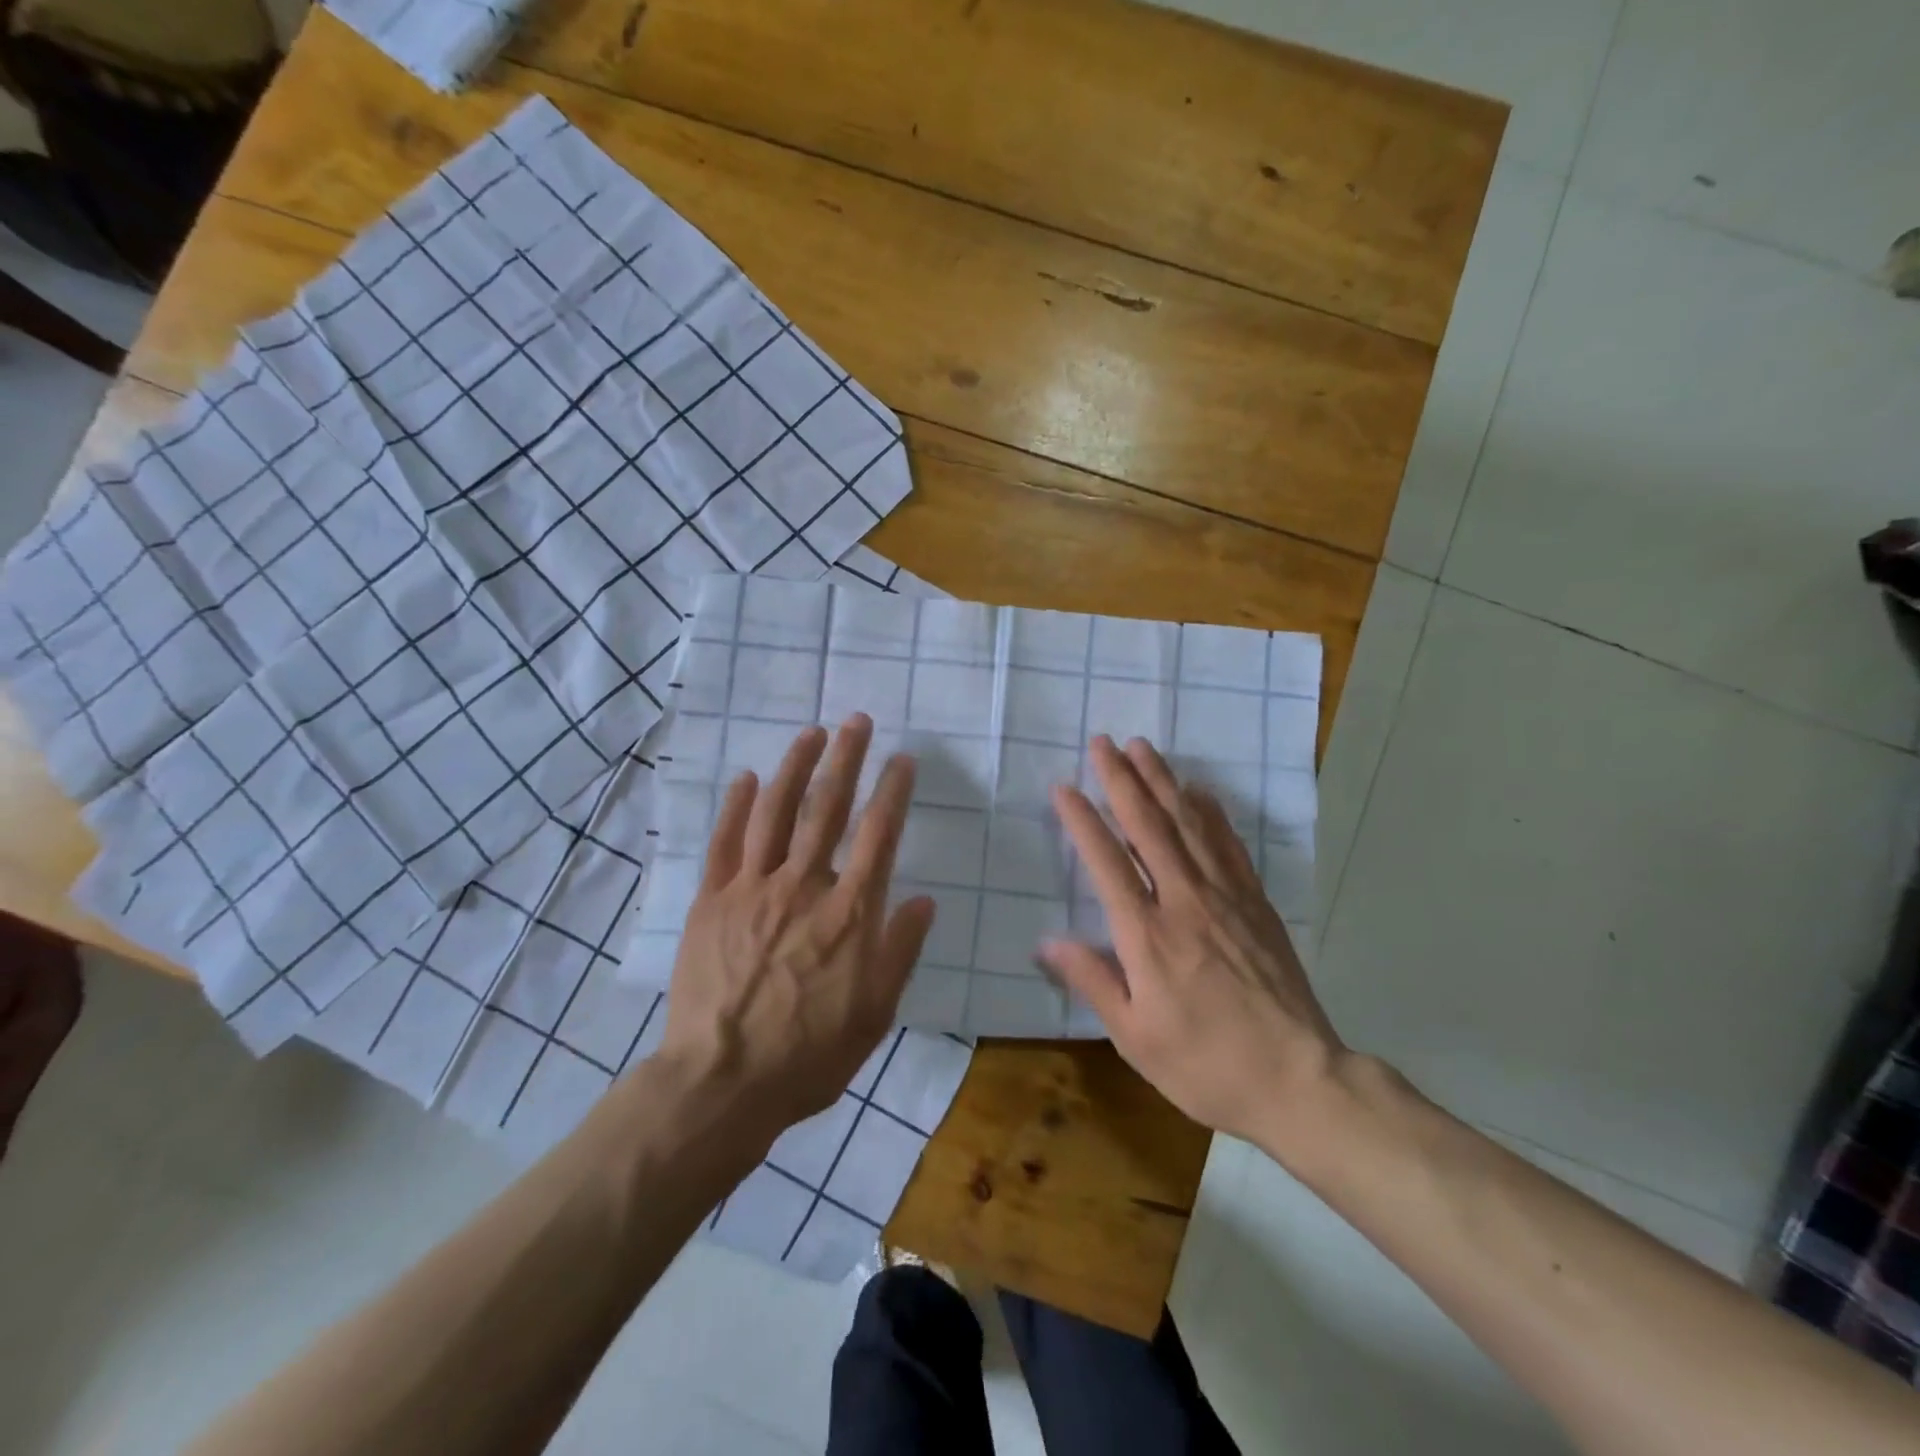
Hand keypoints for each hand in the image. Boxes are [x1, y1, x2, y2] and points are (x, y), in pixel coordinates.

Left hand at [658, 715, 934, 1133]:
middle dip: (845, 759)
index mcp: (849, 912)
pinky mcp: (711, 901)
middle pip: (827, 809)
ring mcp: (752, 889)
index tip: (901, 759)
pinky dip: (735, 807)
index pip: (879, 834)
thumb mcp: (875, 1012)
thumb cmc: (809, 1054)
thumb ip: (900, 950)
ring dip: (794, 767)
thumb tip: (924, 900)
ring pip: (775, 813)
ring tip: (810, 734)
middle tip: (855, 721)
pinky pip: (724, 843)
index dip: (892, 791)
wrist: (722, 1083)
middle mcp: (804, 886)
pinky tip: (744, 778)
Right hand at [1040, 736, 1347, 1150]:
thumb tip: (1046, 941)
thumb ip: (1092, 981)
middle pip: (1148, 827)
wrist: (1298, 1079)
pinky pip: (1229, 845)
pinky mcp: (1256, 903)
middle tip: (1104, 742)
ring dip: (1163, 781)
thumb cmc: (1205, 1064)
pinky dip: (1210, 812)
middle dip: (1122, 780)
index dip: (1083, 821)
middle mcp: (1185, 901)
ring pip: (1188, 824)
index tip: (1064, 787)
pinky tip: (1199, 791)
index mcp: (1147, 935)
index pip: (1107, 862)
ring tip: (1143, 748)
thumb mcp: (1134, 1037)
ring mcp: (1226, 897)